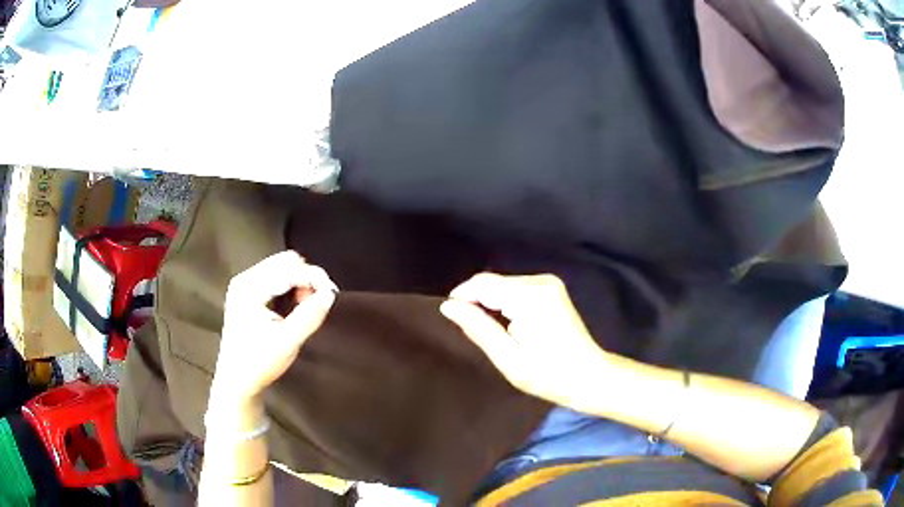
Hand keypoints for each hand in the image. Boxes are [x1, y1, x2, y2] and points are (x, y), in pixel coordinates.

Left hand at [212, 251, 337, 404]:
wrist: (237, 380)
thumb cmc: (259, 363)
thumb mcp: (288, 342)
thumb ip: (310, 315)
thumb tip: (330, 294)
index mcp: (249, 289)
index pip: (289, 269)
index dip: (314, 277)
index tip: (332, 295)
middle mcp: (245, 279)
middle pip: (286, 261)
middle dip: (307, 278)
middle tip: (316, 303)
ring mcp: (244, 283)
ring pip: (282, 266)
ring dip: (300, 281)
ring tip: (304, 306)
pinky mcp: (248, 290)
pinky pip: (276, 275)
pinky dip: (291, 285)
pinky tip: (293, 305)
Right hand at [440, 273, 608, 410]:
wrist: (589, 376)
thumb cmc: (549, 375)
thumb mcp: (508, 358)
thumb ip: (478, 327)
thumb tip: (448, 306)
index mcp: (530, 297)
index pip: (482, 284)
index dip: (461, 298)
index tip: (453, 320)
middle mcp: (540, 281)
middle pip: (492, 282)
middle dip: (477, 302)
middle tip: (474, 333)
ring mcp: (548, 282)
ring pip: (502, 284)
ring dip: (490, 303)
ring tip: (493, 332)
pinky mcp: (551, 288)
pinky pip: (515, 289)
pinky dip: (504, 303)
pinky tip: (509, 326)